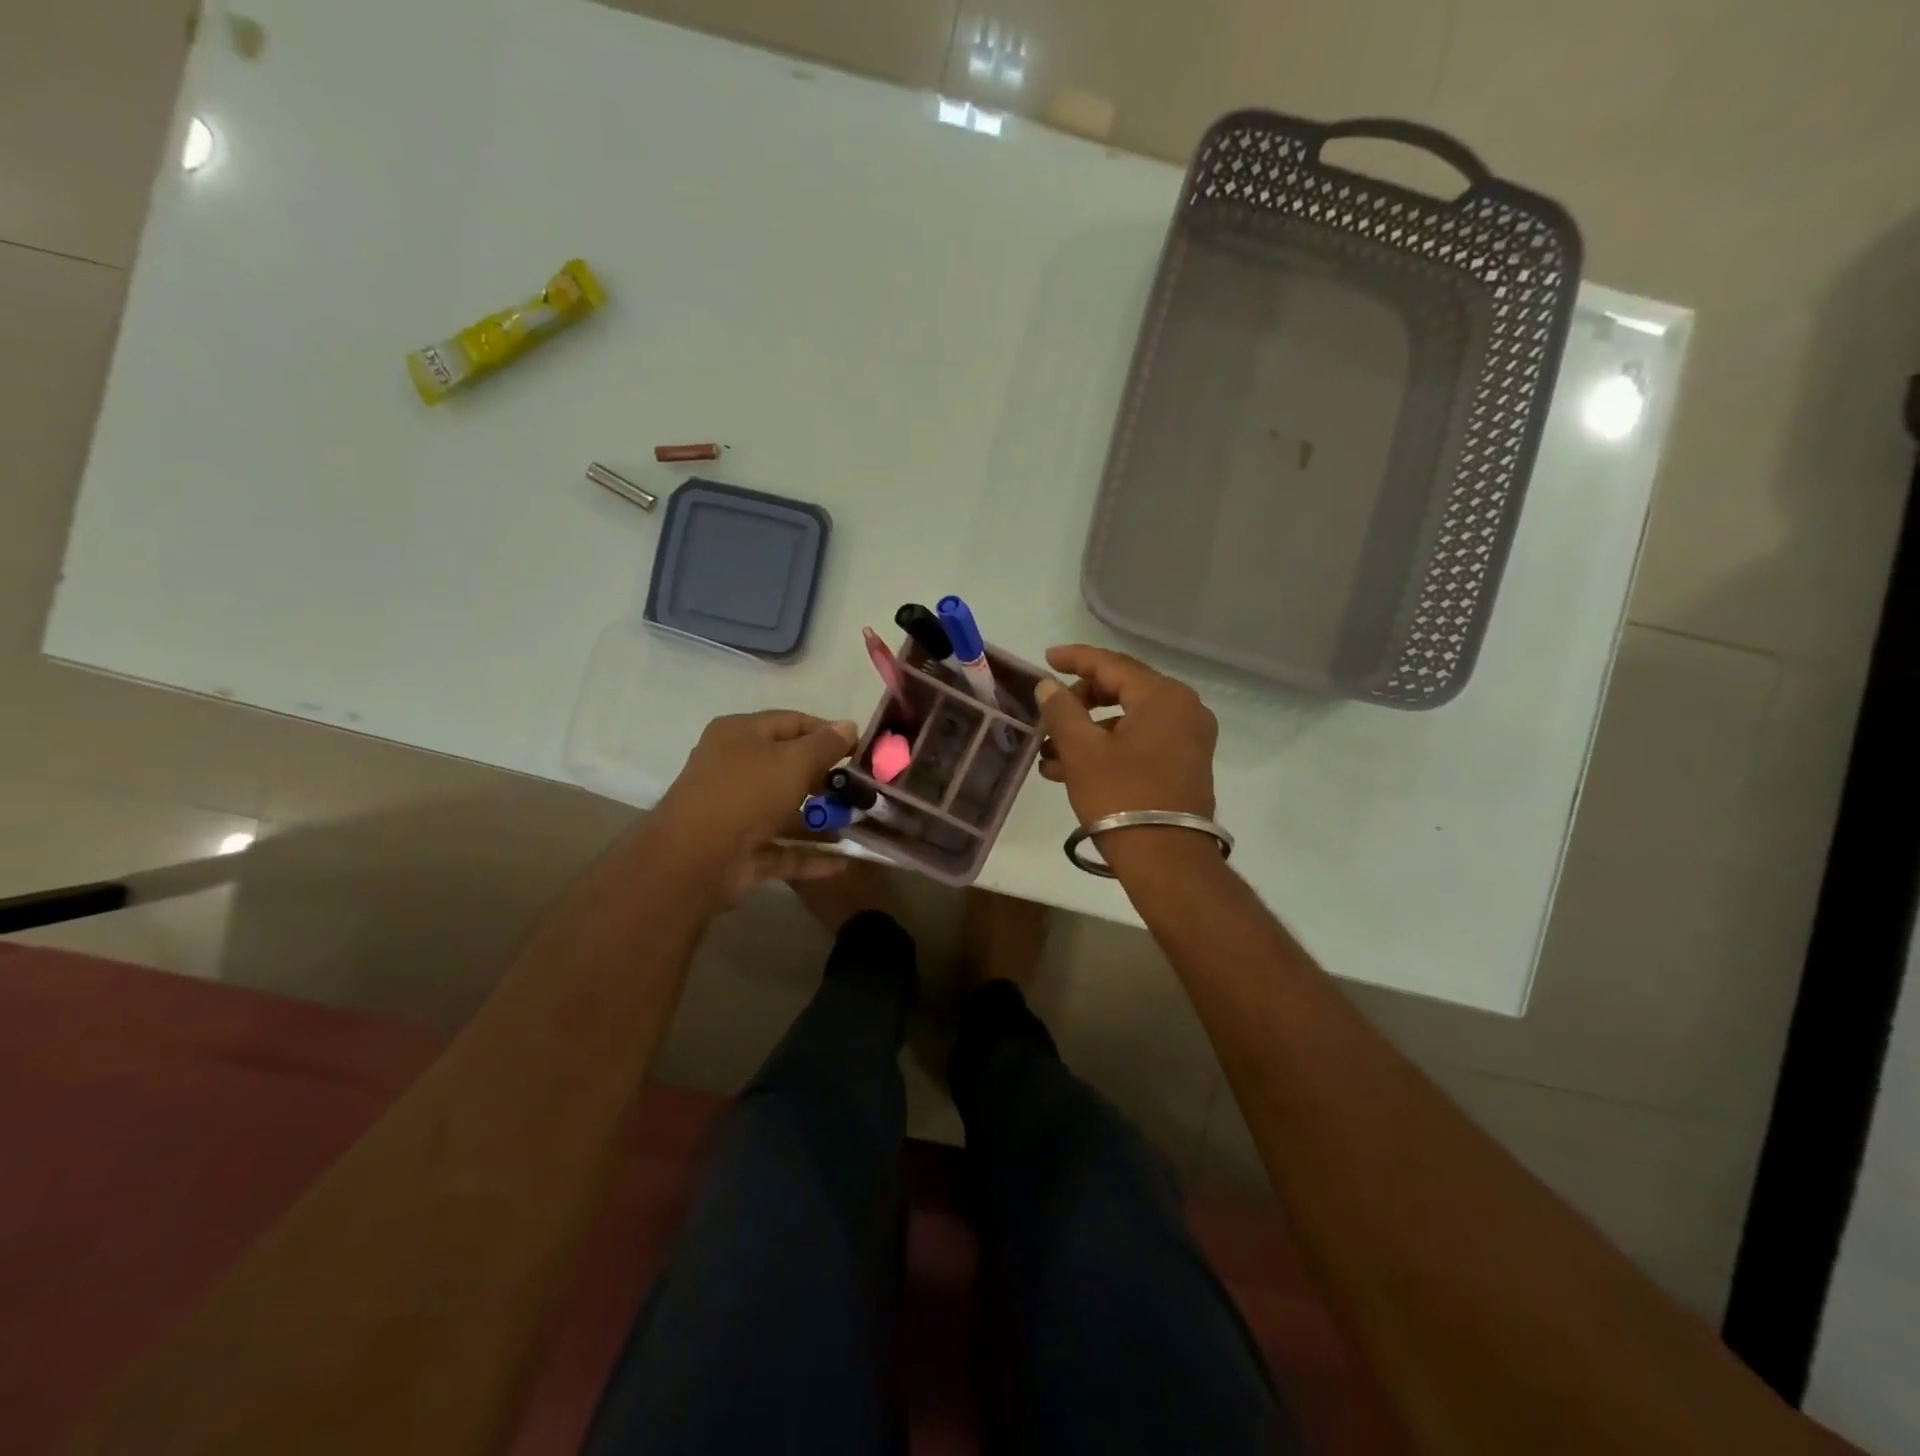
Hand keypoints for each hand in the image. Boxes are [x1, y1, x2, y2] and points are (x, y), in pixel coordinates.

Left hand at [653, 710, 858, 900]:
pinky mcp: (744, 851)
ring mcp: (738, 813)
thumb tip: (849, 725)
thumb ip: (825, 744)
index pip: (792, 722)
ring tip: (862, 824)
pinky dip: (812, 856)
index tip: (861, 749)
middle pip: (789, 767)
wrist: (695, 859)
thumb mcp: (794, 761)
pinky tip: (845, 861)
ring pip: (788, 811)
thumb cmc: (747, 793)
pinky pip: (785, 850)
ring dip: (823, 819)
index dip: (828, 732)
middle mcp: (736, 769)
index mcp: (741, 735)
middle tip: (864, 788)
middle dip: (828, 779)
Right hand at [1035, 645, 1217, 825]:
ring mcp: (1188, 739)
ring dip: (1088, 732)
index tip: (1047, 659)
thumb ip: (1061, 710)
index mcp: (1163, 696)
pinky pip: (1141, 743)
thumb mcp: (1082, 751)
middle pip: (1122, 690)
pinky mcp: (1185, 765)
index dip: (1075, 659)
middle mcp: (1184, 709)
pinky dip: (1108, 749)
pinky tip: (1070, 770)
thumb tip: (1048, 686)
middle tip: (1048, 713)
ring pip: (1128, 721)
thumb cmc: (1121, 797)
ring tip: (1048, 755)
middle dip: (1079, 702)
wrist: (1166, 860)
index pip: (1112, 664)